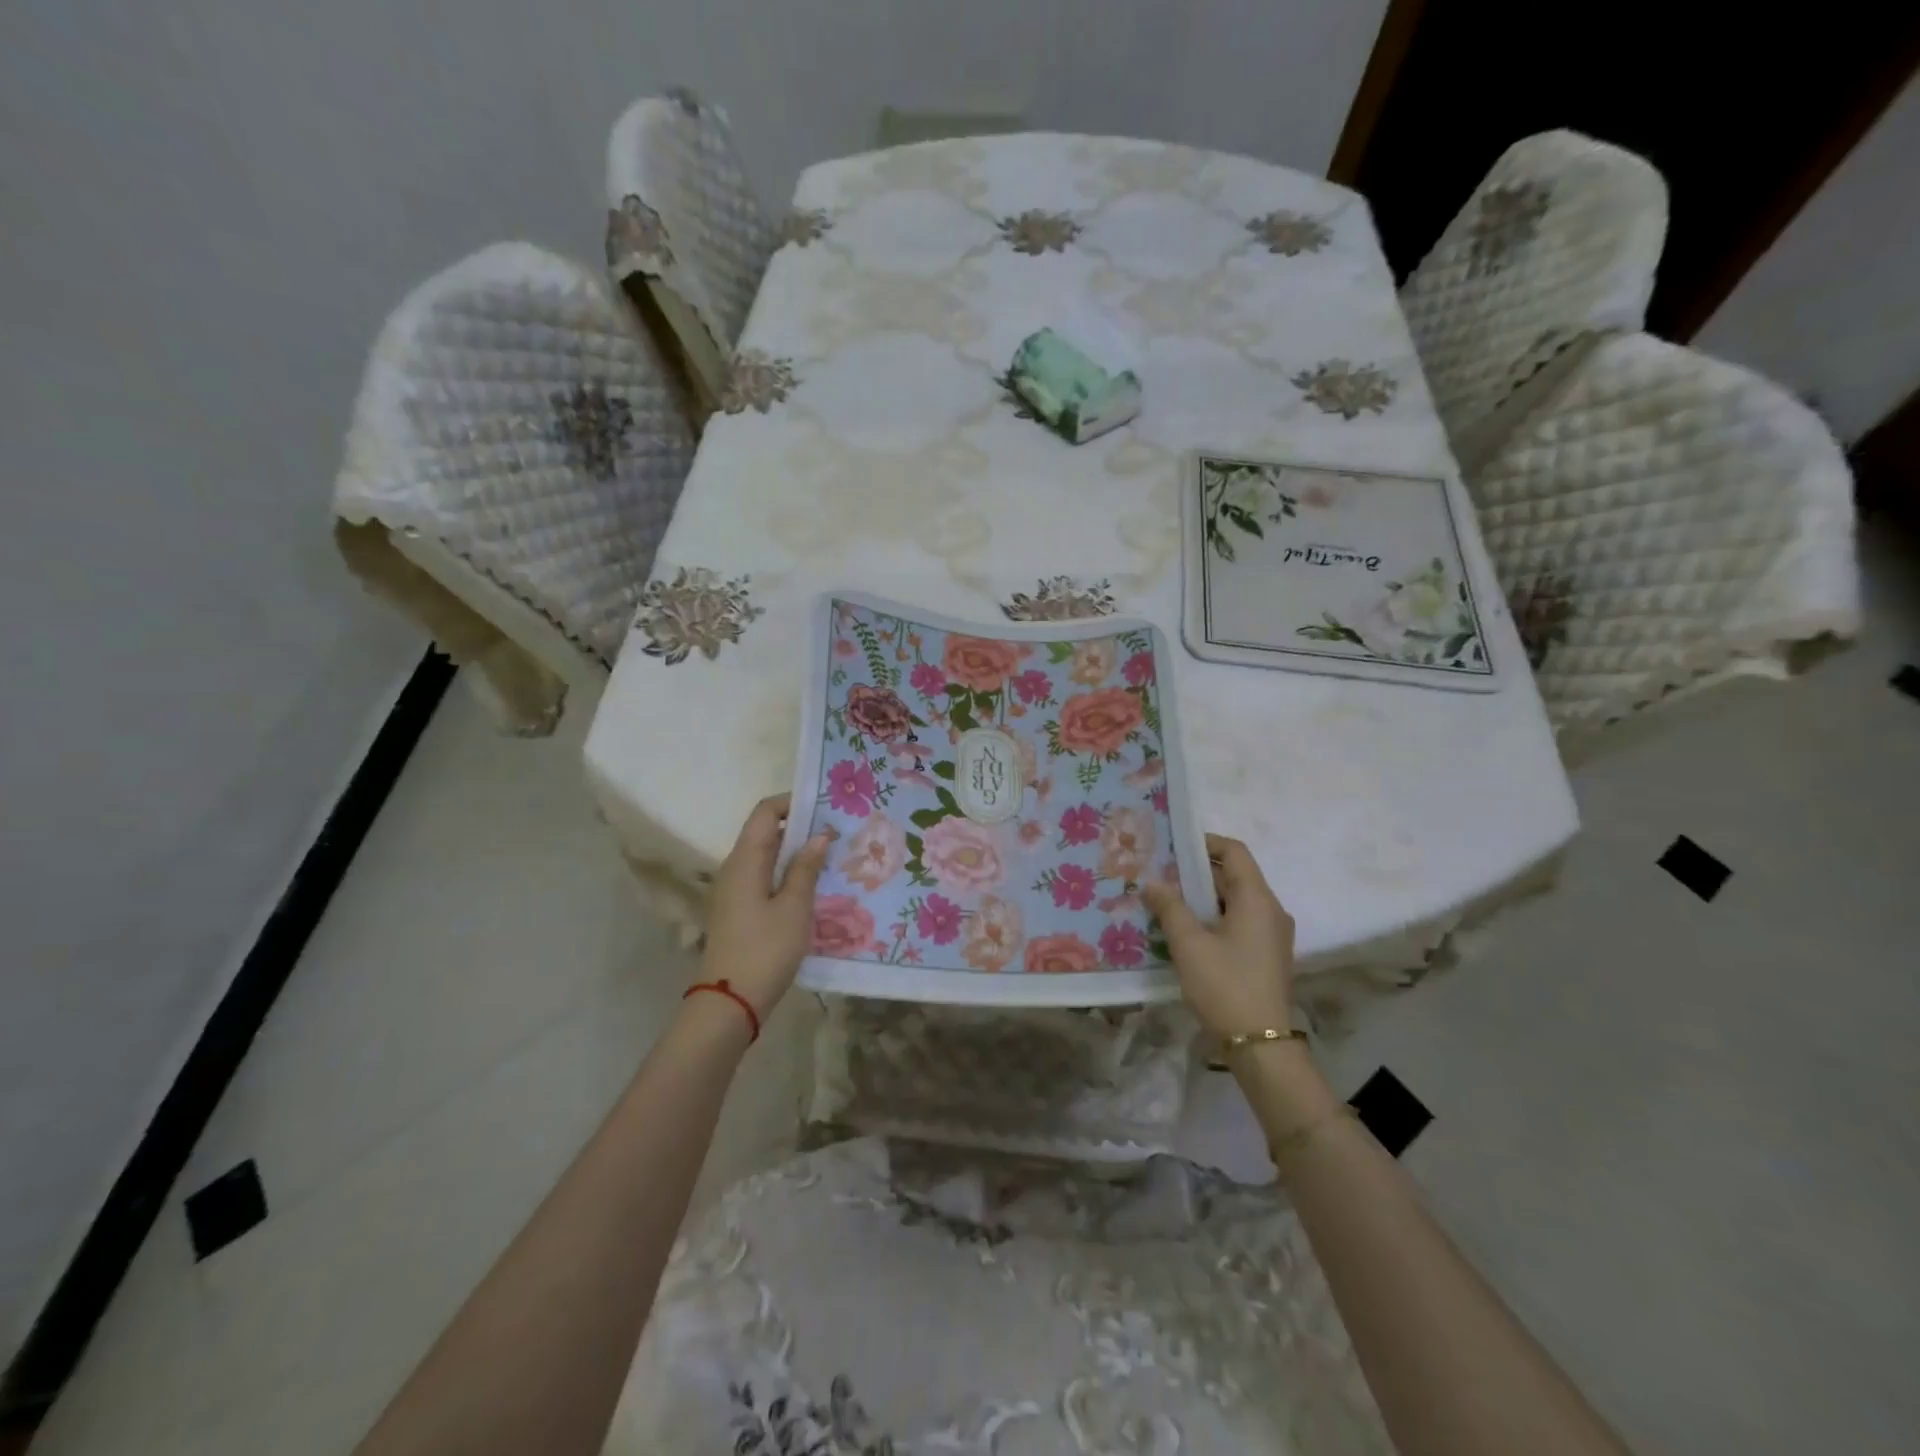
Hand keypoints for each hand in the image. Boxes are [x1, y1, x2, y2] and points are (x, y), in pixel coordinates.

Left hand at [697, 794, 829, 1018]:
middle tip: (839, 830)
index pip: (765, 812)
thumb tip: (819, 835)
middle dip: (801, 827)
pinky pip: (766, 877)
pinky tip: (815, 885)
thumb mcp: (794, 907)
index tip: (826, 806)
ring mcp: (736, 890)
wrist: (731, 1002)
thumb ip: (806, 867)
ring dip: (797, 852)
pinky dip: (789, 873)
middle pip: (767, 832)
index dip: (793, 802)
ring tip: (833, 855)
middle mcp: (736, 867)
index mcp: (745, 859)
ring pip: (768, 856)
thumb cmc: (765, 949)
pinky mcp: (741, 909)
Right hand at [1142, 834, 1294, 1038]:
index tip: (1174, 845)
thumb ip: (1170, 908)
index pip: (1235, 852)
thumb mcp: (1189, 944)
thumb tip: (1152, 883)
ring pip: (1235, 901)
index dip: (1205, 842)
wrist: (1260, 1045)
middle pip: (1235, 876)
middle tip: (1160, 872)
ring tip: (1166, 899)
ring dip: (1203, 897)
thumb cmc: (1225, 985)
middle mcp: (1271, 911)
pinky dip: (1213, 917)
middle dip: (1197, 871)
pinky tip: (1185, 931)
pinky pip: (1239, 922)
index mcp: (1257, 899)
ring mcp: (1271, 935)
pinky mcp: (1266, 956)